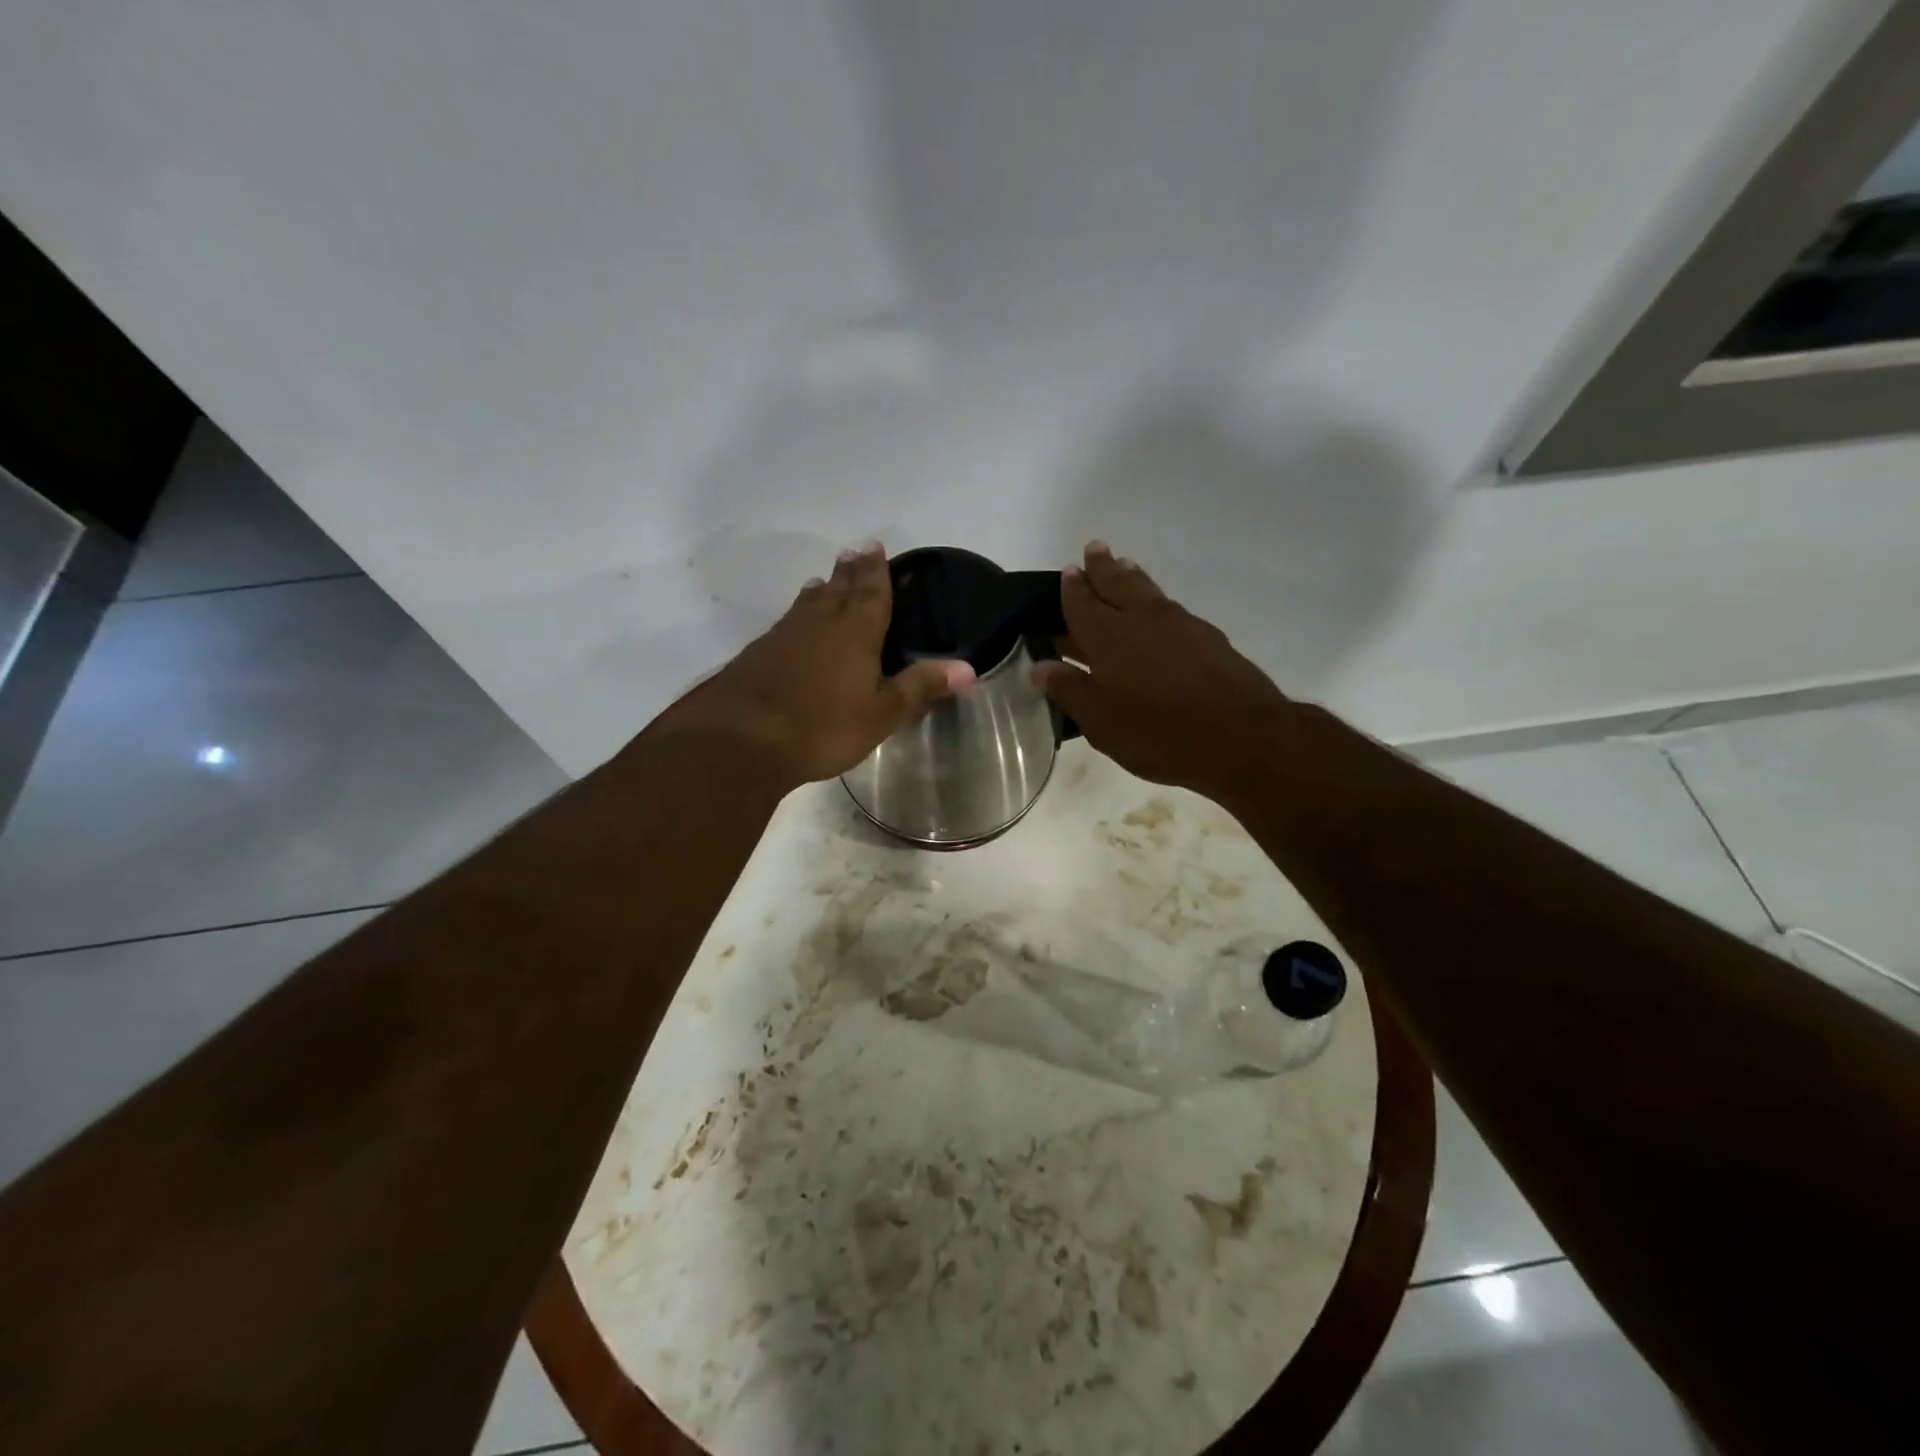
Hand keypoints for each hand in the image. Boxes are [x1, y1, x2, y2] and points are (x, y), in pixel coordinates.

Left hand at [664, 543, 975, 790]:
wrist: (741, 740)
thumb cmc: (823, 726)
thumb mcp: (882, 713)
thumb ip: (921, 687)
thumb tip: (969, 668)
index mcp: (854, 631)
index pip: (870, 591)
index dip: (876, 570)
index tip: (875, 546)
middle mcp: (818, 623)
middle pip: (837, 589)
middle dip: (849, 571)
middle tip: (854, 552)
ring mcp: (784, 636)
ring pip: (808, 604)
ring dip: (821, 590)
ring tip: (825, 581)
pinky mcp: (758, 655)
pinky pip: (787, 623)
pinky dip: (798, 615)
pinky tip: (794, 624)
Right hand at [1034, 542, 1290, 803]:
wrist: (1243, 736)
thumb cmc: (1160, 734)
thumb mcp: (1102, 723)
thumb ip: (1070, 691)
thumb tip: (1040, 666)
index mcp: (1108, 637)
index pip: (1082, 603)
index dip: (1072, 588)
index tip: (1067, 571)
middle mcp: (1142, 619)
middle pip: (1117, 583)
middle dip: (1103, 567)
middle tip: (1094, 548)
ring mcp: (1179, 624)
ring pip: (1147, 590)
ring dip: (1130, 575)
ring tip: (1123, 564)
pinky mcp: (1208, 636)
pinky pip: (1170, 606)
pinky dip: (1156, 597)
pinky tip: (1158, 608)